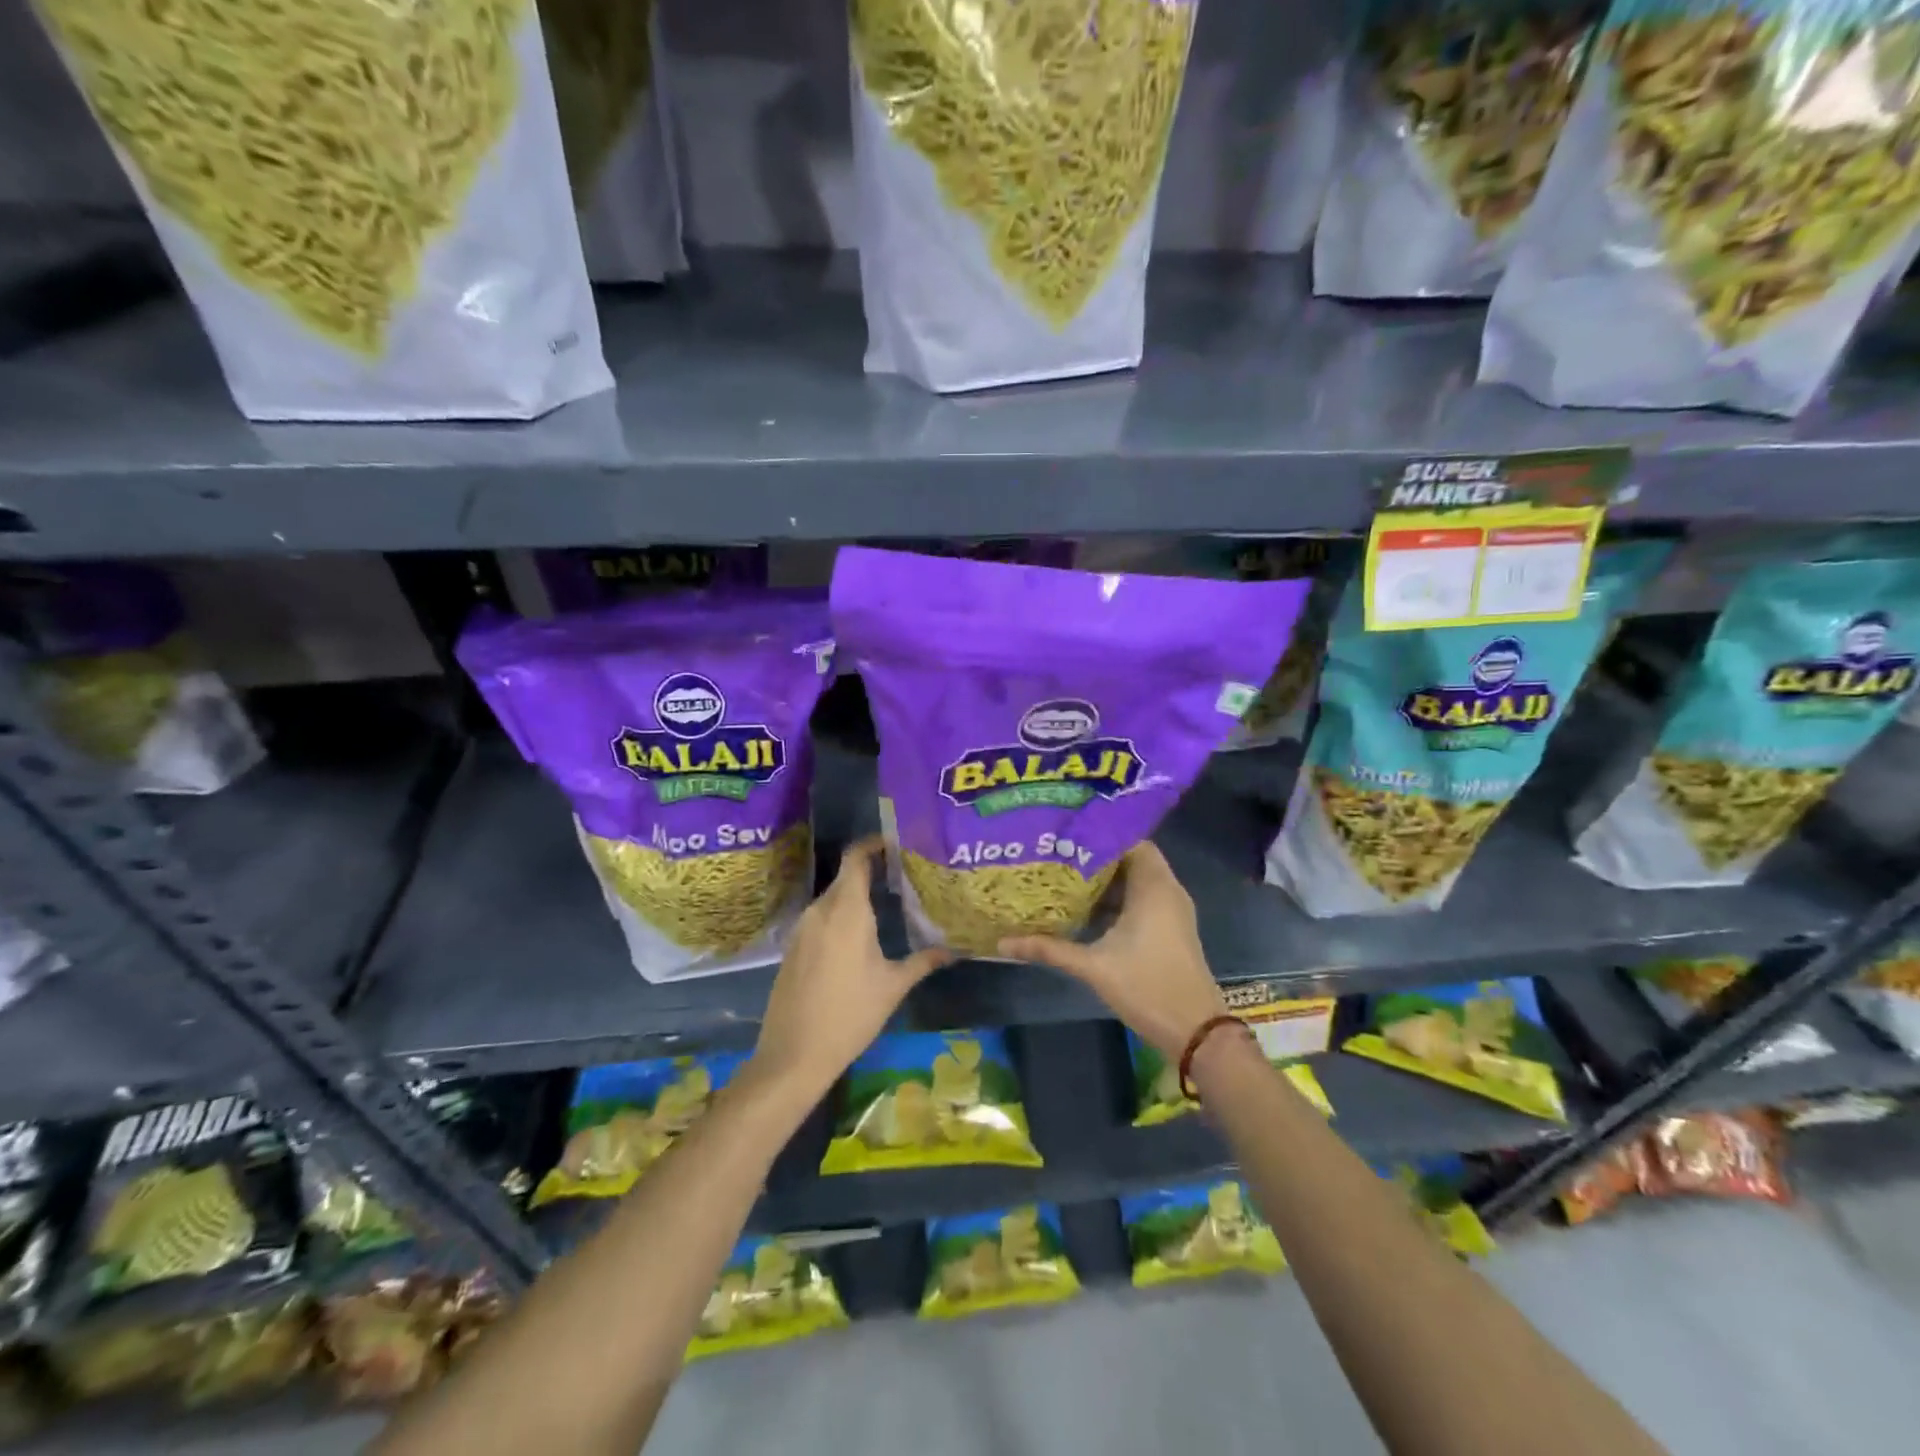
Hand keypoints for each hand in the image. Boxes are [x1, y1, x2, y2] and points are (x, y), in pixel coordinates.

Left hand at [753, 836, 950, 1100]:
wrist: (793, 1054)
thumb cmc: (850, 1015)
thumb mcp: (893, 987)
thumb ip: (923, 961)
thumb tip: (954, 949)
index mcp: (847, 911)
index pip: (855, 859)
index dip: (872, 845)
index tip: (895, 844)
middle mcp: (821, 910)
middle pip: (845, 878)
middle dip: (870, 873)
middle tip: (901, 878)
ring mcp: (802, 929)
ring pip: (832, 899)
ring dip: (855, 897)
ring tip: (885, 905)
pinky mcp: (793, 947)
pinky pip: (820, 919)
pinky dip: (840, 917)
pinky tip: (858, 936)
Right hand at [1001, 842, 1226, 1060]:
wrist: (1196, 1032)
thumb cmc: (1147, 987)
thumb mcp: (1093, 966)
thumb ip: (1049, 949)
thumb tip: (1003, 944)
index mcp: (1153, 887)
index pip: (1130, 840)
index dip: (1099, 834)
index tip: (1066, 835)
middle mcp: (1167, 890)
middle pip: (1131, 858)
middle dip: (1096, 857)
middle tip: (1059, 854)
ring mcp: (1172, 910)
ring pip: (1137, 880)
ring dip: (1106, 880)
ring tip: (1066, 876)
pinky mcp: (1171, 928)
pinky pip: (1143, 898)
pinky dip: (1118, 898)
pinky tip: (1087, 909)